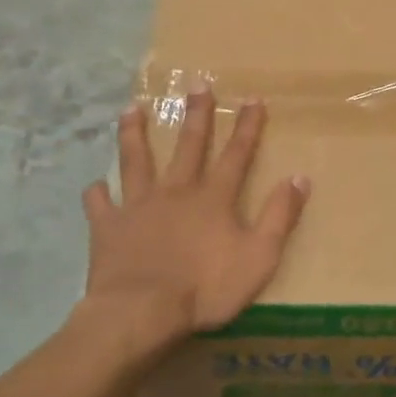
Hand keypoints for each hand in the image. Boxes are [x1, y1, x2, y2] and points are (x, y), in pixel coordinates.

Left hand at [80, 86, 310, 343]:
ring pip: (137, 161)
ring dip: (135, 135)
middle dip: (196, 115)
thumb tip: (300, 178)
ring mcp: (139, 207)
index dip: (247, 127)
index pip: (237, 154)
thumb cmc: (206, 288)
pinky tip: (96, 186)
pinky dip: (98, 195)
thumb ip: (279, 216)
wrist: (142, 312)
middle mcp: (177, 192)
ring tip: (132, 109)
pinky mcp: (109, 228)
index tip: (252, 98)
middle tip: (196, 84)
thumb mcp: (259, 256)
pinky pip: (101, 206)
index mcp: (214, 198)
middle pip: (189, 146)